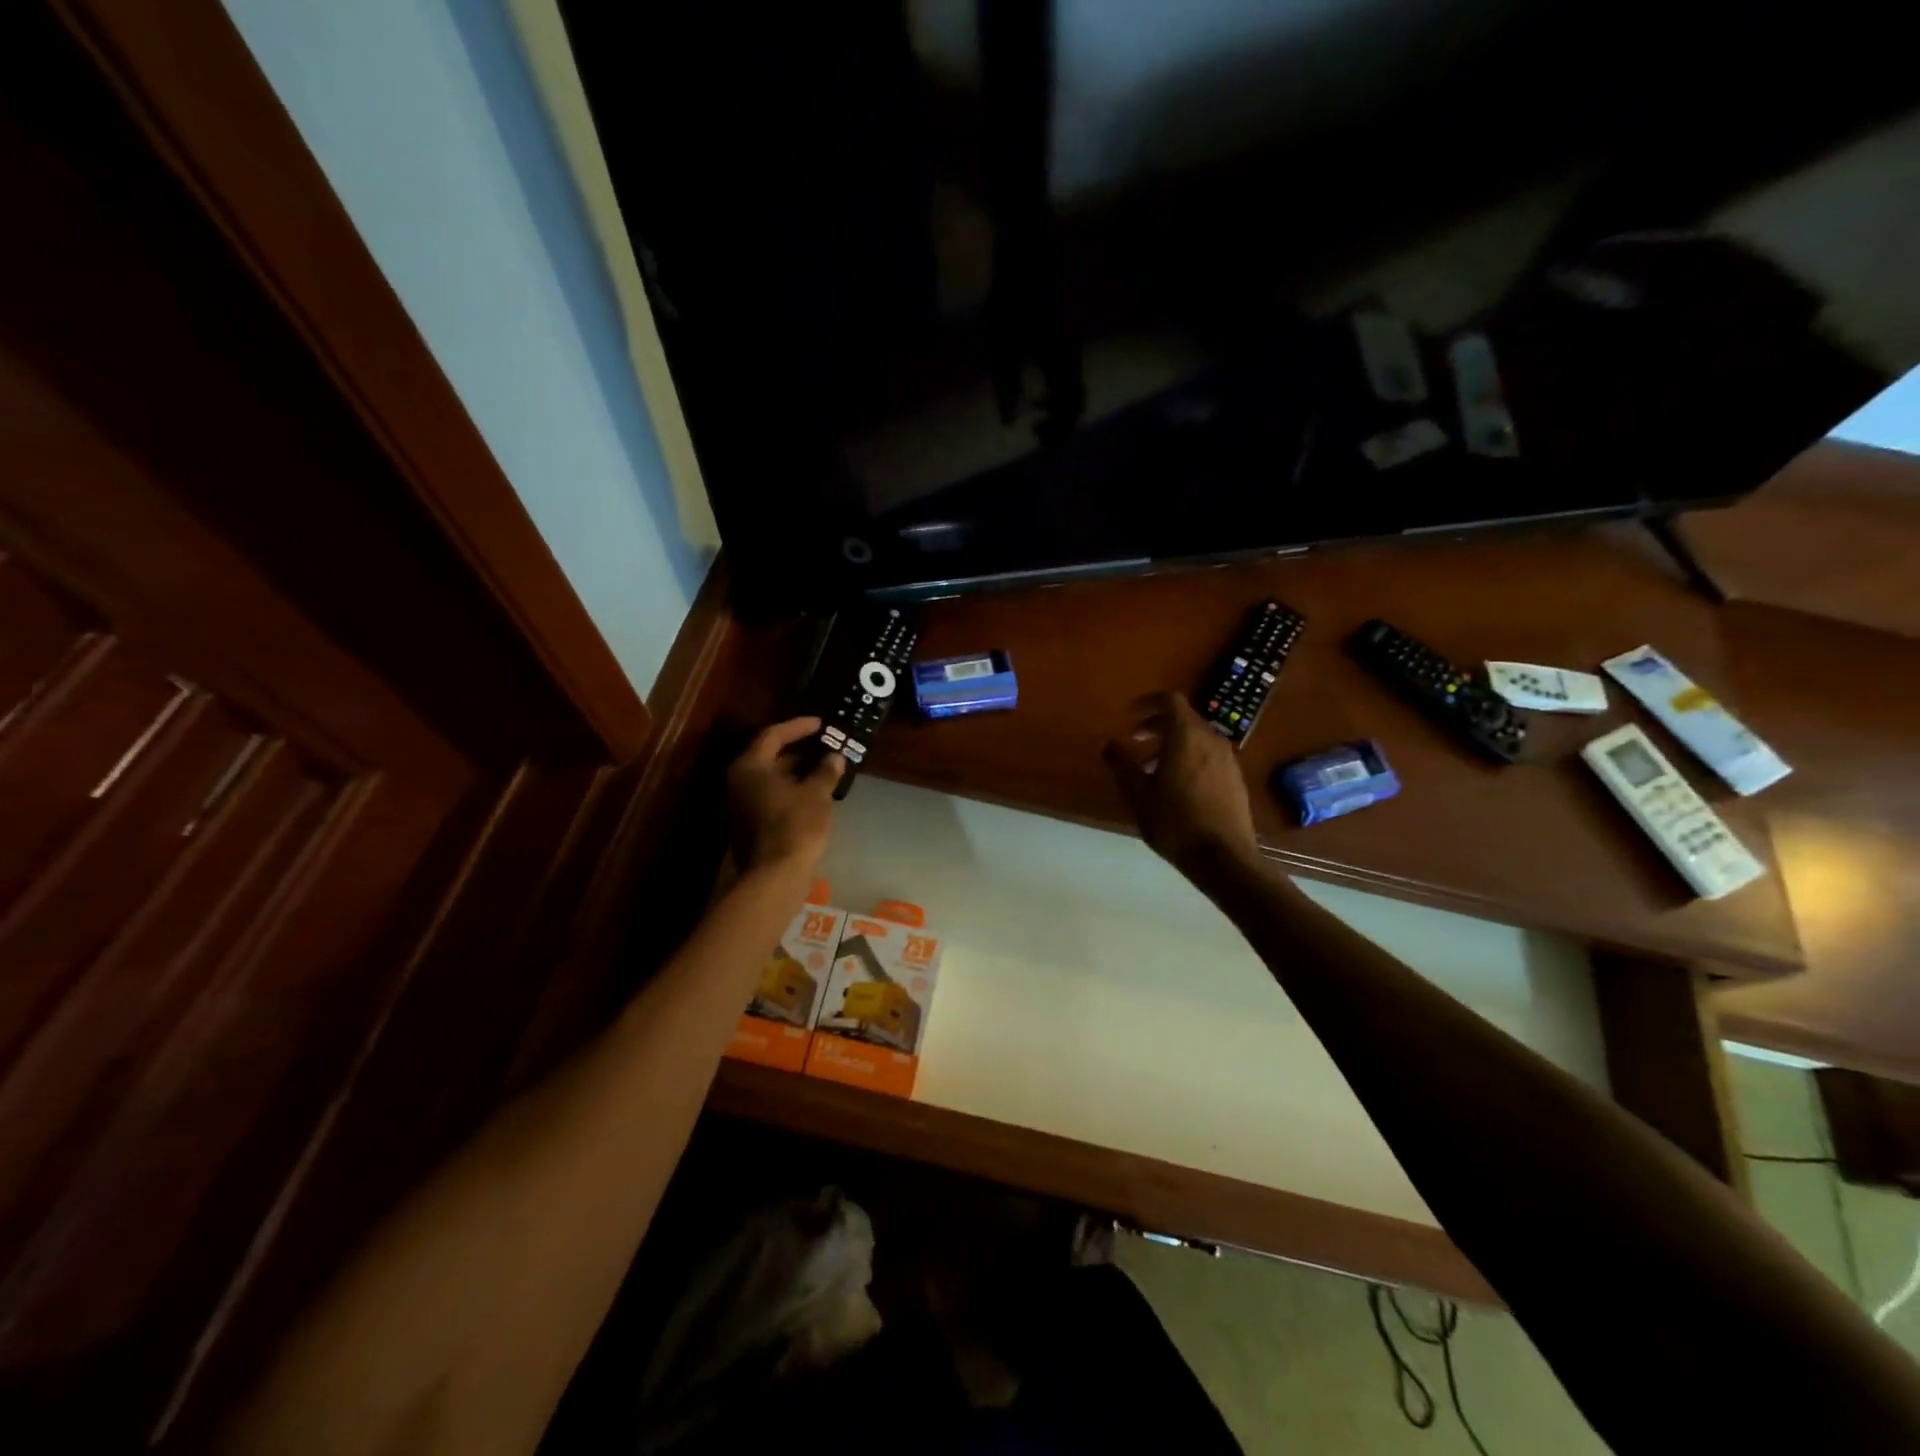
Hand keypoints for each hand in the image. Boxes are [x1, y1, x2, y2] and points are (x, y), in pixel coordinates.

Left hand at [726, 717, 843, 874]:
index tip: (821, 724)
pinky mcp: (748, 825)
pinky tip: (812, 795)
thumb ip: (825, 771)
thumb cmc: (795, 826)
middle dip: (797, 751)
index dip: (798, 727)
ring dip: (795, 772)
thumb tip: (834, 757)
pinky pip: (770, 797)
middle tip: (823, 746)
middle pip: (768, 757)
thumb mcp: (816, 794)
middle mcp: (738, 782)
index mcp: (750, 767)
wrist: (774, 876)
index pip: (773, 735)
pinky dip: (790, 791)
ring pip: (769, 779)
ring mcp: (740, 805)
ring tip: (823, 769)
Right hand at [1103, 692, 1258, 881]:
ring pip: (1197, 739)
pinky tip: (1177, 788)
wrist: (1223, 857)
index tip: (1130, 717)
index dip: (1148, 703)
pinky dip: (1189, 759)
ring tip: (1151, 770)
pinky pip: (1209, 756)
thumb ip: (1122, 764)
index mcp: (1186, 736)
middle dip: (1157, 726)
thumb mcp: (1138, 795)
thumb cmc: (1174, 822)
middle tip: (1136, 742)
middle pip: (1184, 719)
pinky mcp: (1236, 779)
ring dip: (1173, 745)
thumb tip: (1109, 743)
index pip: (1170, 700)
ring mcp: (1228, 759)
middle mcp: (1211, 740)